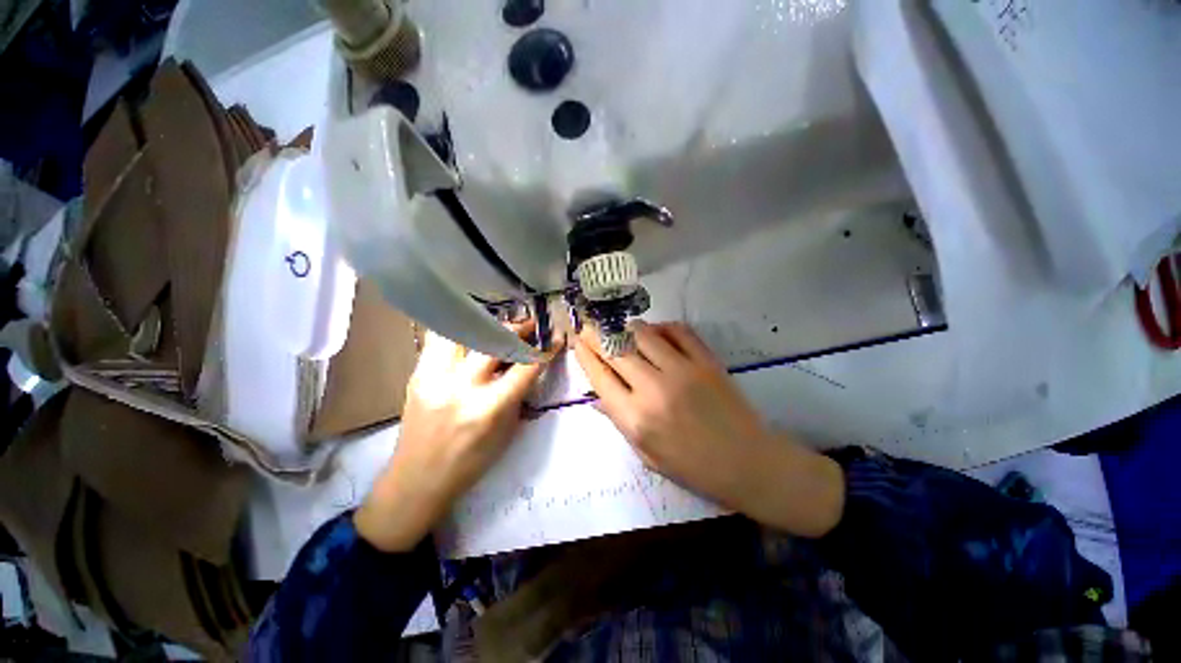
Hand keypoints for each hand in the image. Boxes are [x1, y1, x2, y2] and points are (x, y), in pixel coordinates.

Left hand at [356, 323, 558, 551]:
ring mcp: (435, 378)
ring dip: (486, 326)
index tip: (554, 340)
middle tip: (529, 328)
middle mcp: (461, 387)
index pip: (525, 368)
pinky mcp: (417, 374)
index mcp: (488, 408)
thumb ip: (517, 396)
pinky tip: (469, 336)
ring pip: (463, 331)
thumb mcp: (506, 432)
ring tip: (497, 328)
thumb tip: (526, 366)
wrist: (418, 480)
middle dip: (518, 330)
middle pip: (495, 342)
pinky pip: (439, 340)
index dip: (544, 351)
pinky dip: (460, 333)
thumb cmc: (470, 462)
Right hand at [574, 320, 843, 537]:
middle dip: (596, 334)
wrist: (748, 463)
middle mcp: (654, 389)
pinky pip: (677, 331)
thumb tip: (596, 397)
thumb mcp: (647, 454)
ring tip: (620, 328)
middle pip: (616, 350)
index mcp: (636, 418)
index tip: (576, 340)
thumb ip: (619, 421)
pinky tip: (655, 332)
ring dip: (626, 328)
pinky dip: (661, 327)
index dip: (584, 354)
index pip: (600, 376)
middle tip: (588, 325)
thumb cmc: (693, 467)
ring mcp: (682, 370)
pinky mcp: (706, 360)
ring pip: (643, 334)